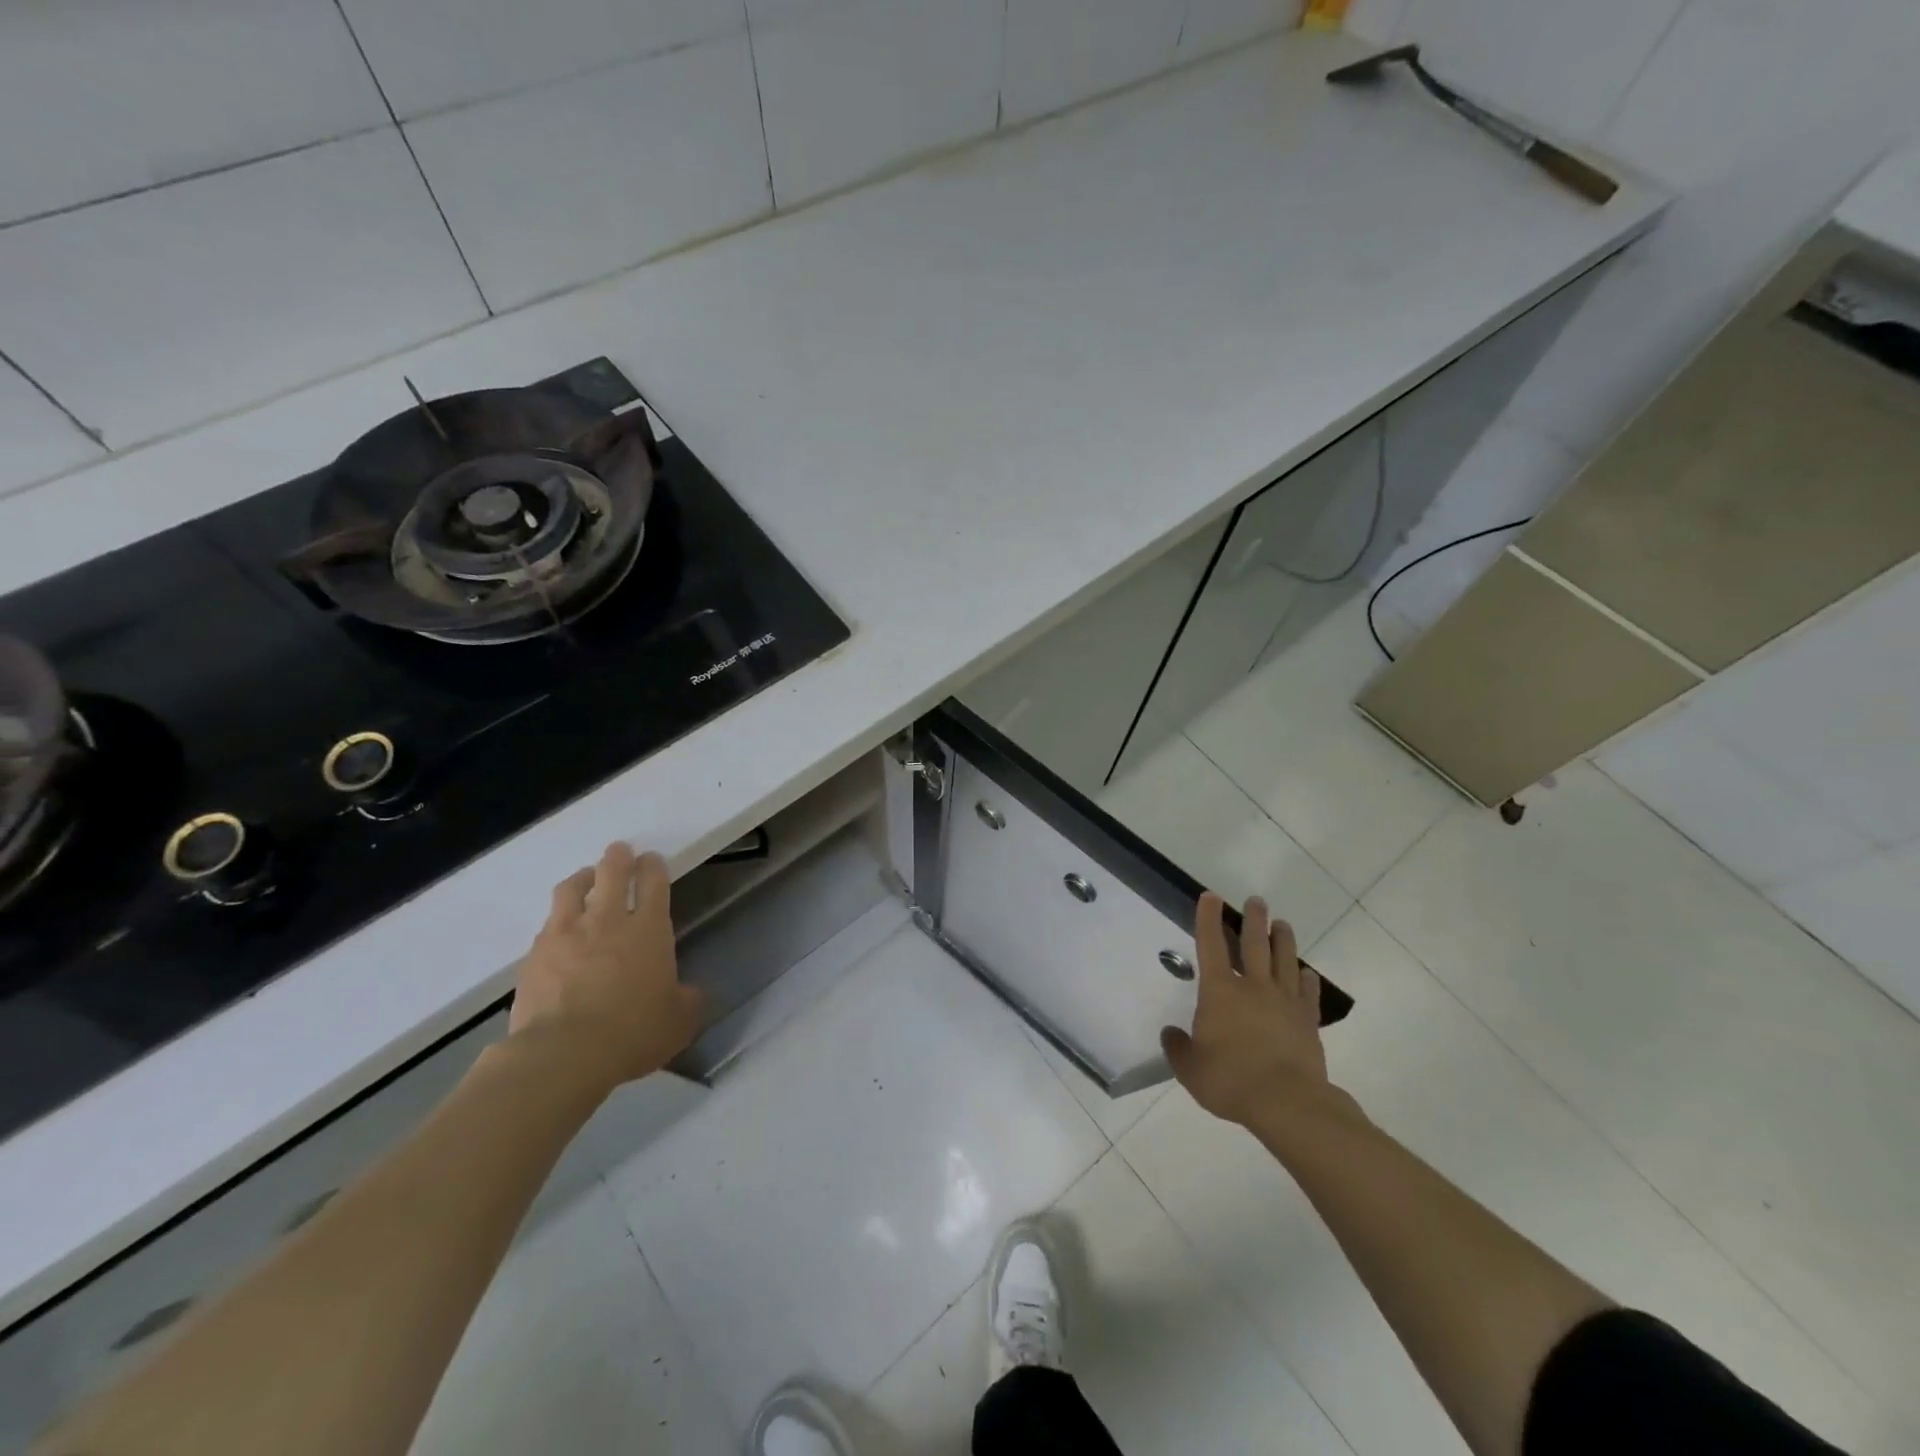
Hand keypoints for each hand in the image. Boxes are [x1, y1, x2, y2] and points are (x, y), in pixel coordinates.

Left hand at [510, 843, 703, 1091]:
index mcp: (648, 930)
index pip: (653, 883)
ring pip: (571, 890)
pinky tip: (558, 931)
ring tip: (584, 879)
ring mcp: (565, 935)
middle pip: (611, 873)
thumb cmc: (633, 1033)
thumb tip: (688, 993)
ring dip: (581, 879)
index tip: (652, 860)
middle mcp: (607, 921)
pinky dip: (557, 921)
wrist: (563, 1055)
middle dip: (618, 858)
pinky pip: (547, 926)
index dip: (653, 866)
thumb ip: (687, 999)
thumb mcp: (679, 1021)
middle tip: (619, 851)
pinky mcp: (534, 957)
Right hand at [1161, 894, 1341, 1127]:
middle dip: (1253, 919)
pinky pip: (1308, 992)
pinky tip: (1307, 973)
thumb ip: (1178, 1048)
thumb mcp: (1190, 1069)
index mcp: (1220, 991)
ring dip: (1283, 939)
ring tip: (1282, 924)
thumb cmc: (1230, 1080)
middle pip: (1254, 944)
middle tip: (1257, 900)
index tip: (1211, 896)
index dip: (1209, 918)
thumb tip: (1171, 1033)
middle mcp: (1253, 987)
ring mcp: (1284, 1001)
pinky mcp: (1307, 1021)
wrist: (1287, 1103)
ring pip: (1284, 960)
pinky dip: (1308, 980)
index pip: (1211, 945)